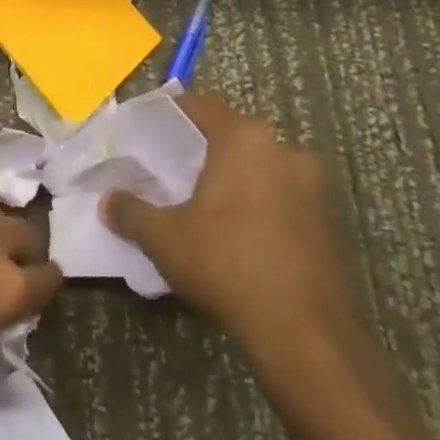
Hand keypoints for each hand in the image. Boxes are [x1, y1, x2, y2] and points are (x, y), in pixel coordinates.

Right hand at [101, 94, 355, 362]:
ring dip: (237, 178)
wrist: (306, 334)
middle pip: (236, 135)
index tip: (150, 127)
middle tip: (173, 167)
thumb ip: (131, 212)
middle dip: (205, 148)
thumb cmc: (227, 264)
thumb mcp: (164, 238)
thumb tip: (108, 201)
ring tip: (204, 202)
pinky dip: (261, 205)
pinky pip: (284, 198)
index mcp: (245, 140)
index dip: (173, 112)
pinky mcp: (331, 224)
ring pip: (263, 168)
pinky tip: (238, 233)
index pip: (203, 105)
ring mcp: (314, 188)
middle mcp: (285, 151)